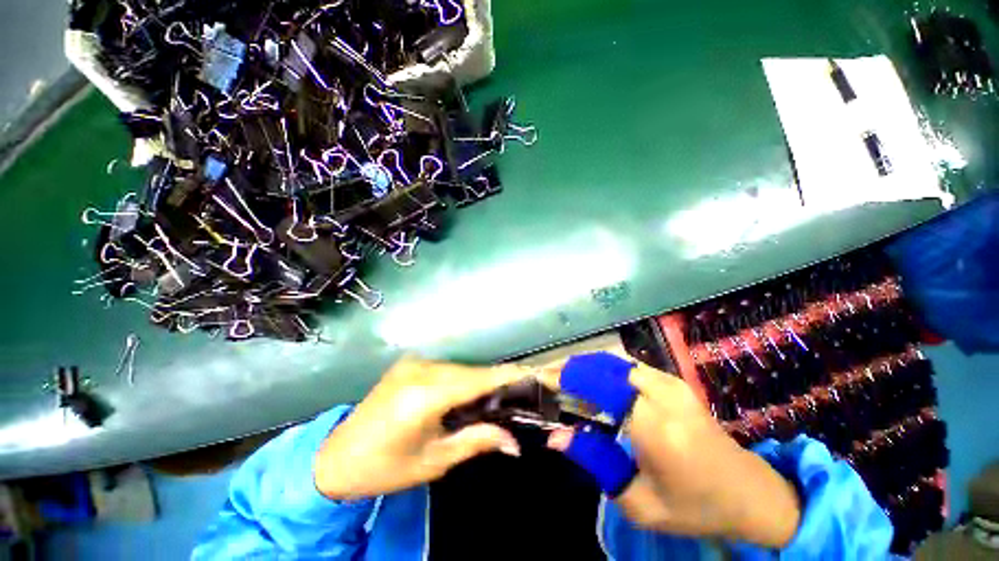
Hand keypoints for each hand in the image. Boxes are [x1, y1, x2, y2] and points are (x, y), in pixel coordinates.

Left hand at [314, 358, 530, 500]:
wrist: (335, 458)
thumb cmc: (385, 467)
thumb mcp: (434, 461)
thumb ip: (477, 442)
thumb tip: (514, 441)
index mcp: (425, 394)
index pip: (479, 379)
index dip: (509, 376)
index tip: (536, 375)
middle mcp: (421, 369)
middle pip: (472, 371)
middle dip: (499, 381)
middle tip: (521, 394)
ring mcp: (414, 363)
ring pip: (461, 368)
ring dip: (481, 381)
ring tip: (499, 397)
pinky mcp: (410, 364)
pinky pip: (447, 368)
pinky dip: (464, 379)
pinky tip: (471, 394)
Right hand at [541, 356, 799, 547]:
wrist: (752, 493)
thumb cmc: (696, 506)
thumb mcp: (640, 502)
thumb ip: (595, 462)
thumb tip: (555, 436)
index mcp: (656, 427)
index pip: (600, 386)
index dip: (567, 378)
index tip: (542, 380)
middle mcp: (663, 394)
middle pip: (603, 366)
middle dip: (572, 368)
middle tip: (548, 379)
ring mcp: (671, 383)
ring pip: (614, 361)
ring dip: (586, 367)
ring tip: (565, 380)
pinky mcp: (674, 381)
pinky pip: (627, 366)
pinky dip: (603, 369)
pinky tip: (593, 382)